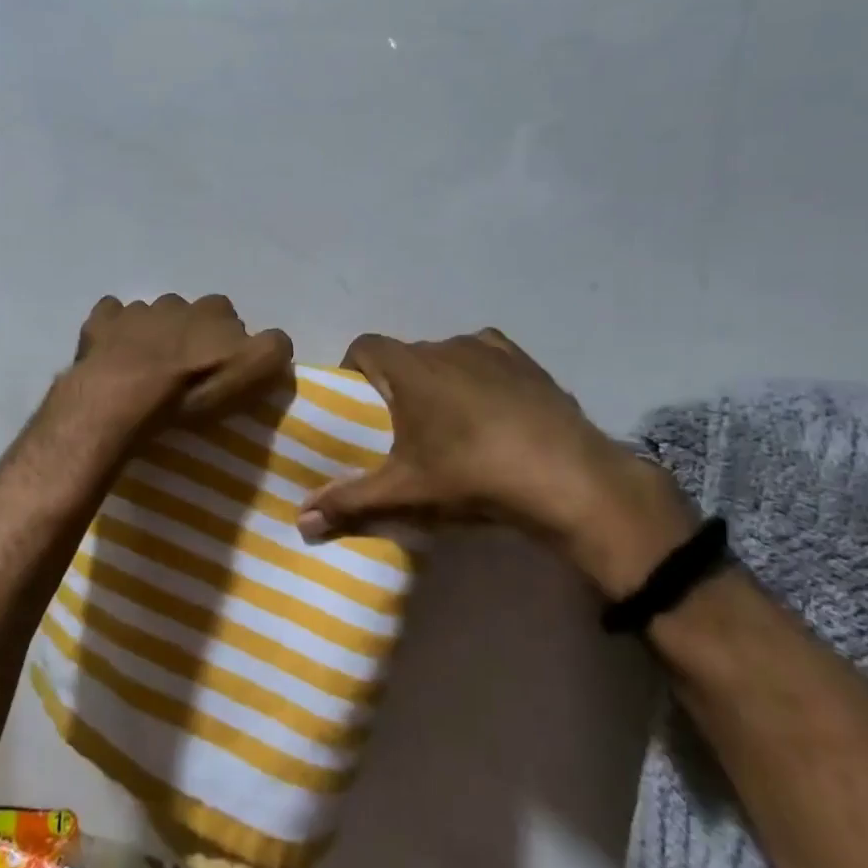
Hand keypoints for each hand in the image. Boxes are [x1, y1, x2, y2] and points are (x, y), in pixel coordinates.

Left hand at [70, 293, 292, 425]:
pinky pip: (111, 315)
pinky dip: (114, 327)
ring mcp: (137, 309)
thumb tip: (275, 340)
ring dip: (152, 333)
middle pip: (189, 314)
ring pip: (150, 315)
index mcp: (214, 312)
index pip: (229, 318)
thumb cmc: (193, 387)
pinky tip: (113, 348)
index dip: (226, 341)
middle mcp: (177, 302)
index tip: (220, 365)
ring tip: (148, 364)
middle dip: (188, 333)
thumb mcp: (253, 372)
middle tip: (184, 368)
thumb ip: (273, 350)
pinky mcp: (103, 322)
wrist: (126, 393)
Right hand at [298, 329, 698, 598]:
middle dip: (398, 383)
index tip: (360, 406)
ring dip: (439, 380)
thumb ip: (349, 501)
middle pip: (406, 355)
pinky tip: (490, 410)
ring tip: (450, 423)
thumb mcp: (406, 493)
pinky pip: (487, 357)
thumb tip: (298, 521)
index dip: (354, 370)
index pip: (364, 346)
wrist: (568, 478)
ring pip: (446, 356)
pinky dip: (478, 375)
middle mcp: (445, 346)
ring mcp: (490, 349)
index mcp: (409, 368)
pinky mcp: (526, 361)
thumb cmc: (472, 476)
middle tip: (402, 428)